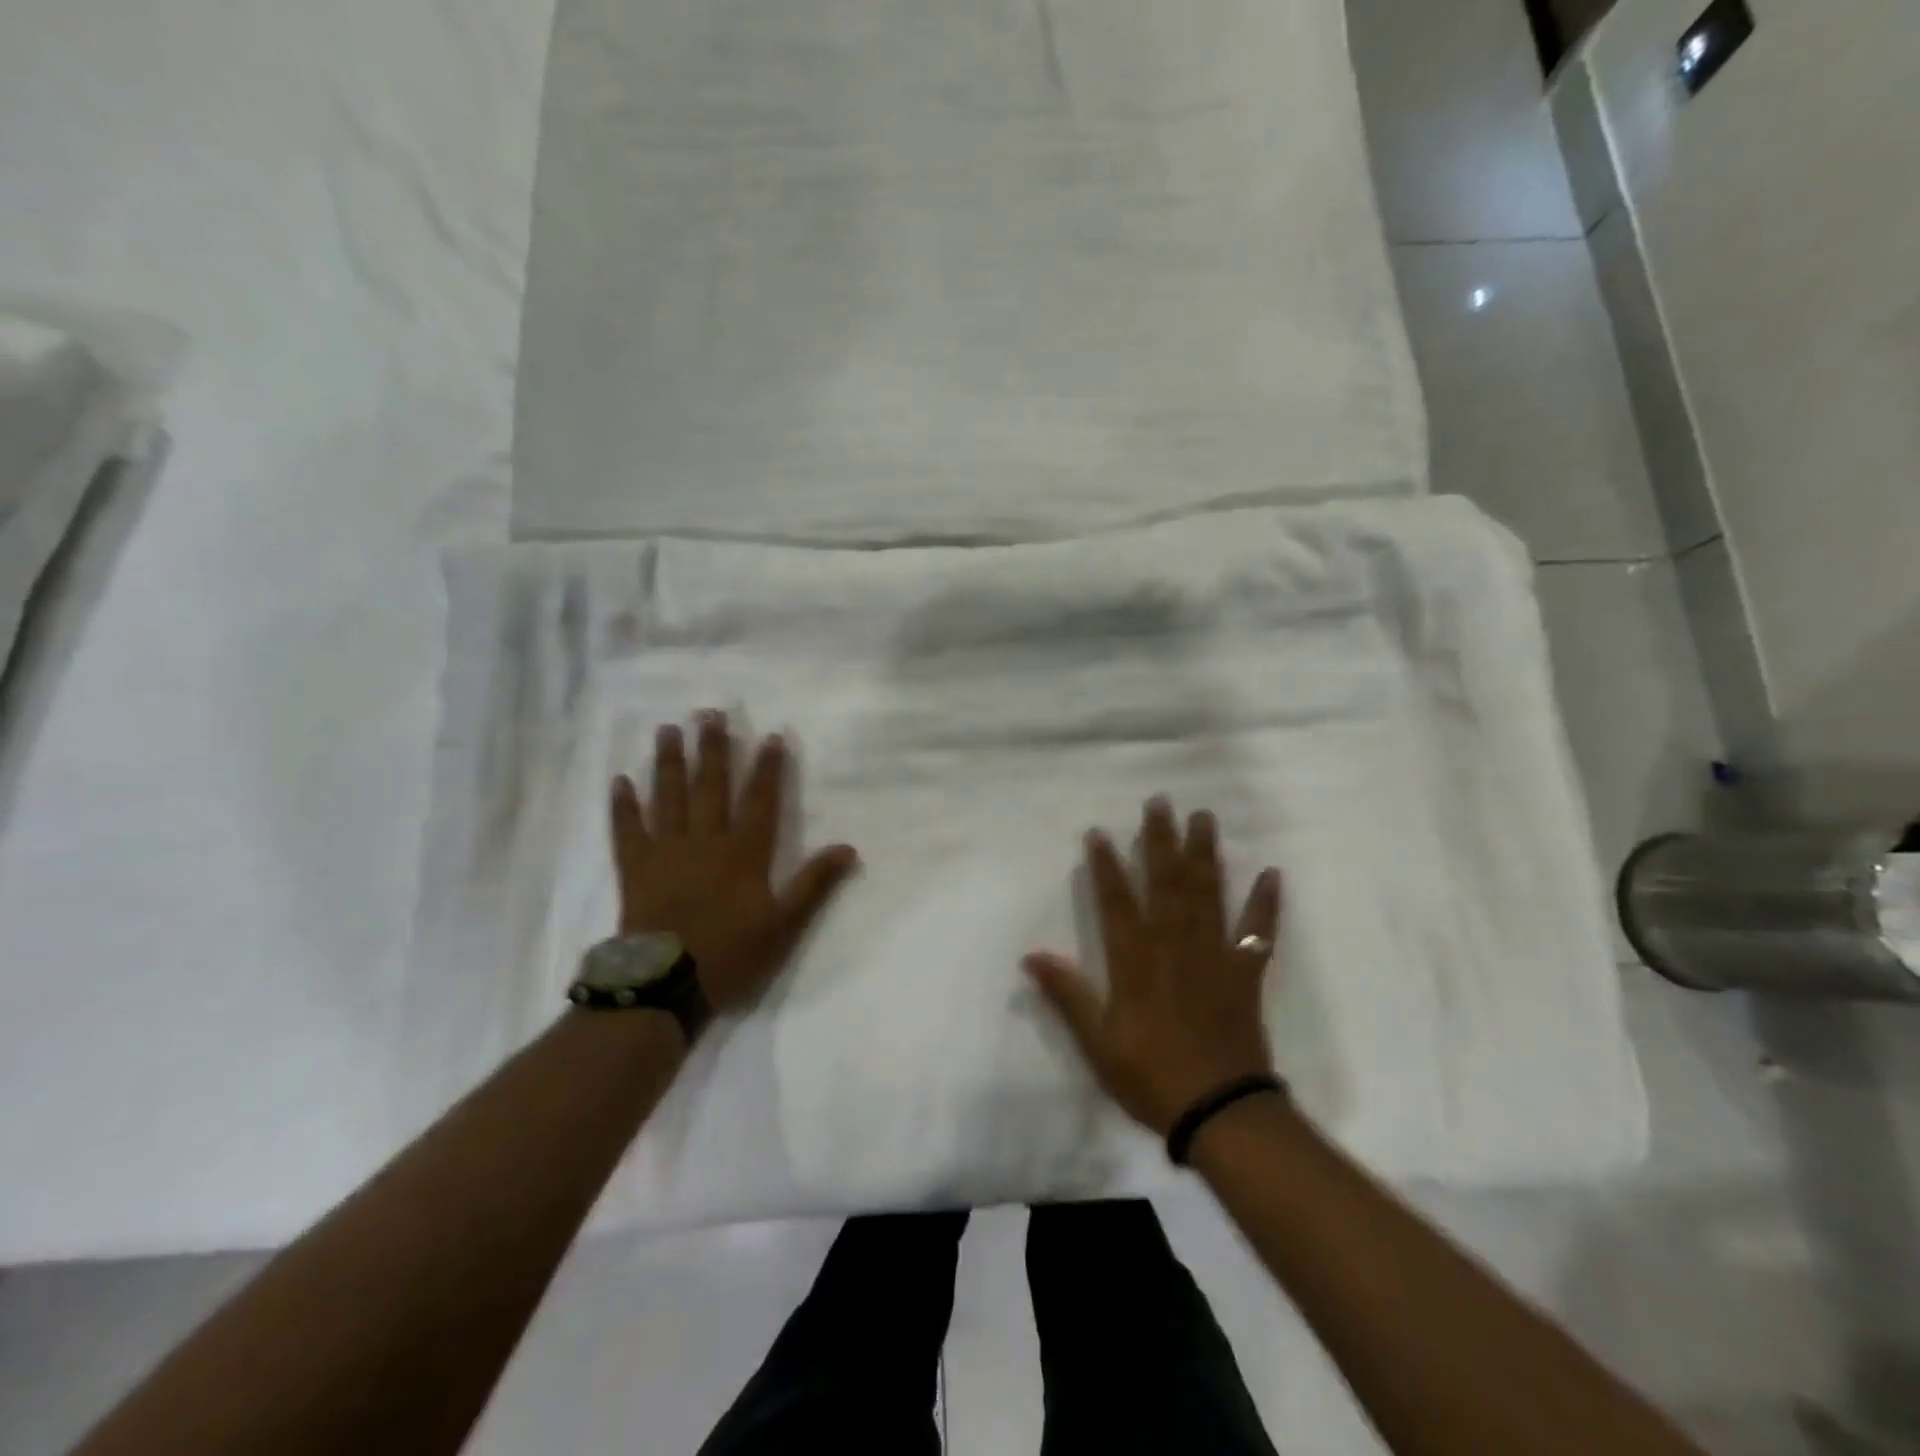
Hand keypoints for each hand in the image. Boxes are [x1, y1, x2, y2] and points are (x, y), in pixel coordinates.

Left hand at [610, 712, 859, 1013]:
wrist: (665, 985)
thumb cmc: (730, 954)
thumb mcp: (784, 925)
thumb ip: (814, 884)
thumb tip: (849, 848)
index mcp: (743, 853)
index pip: (760, 800)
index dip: (767, 768)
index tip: (770, 736)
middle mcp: (705, 841)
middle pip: (711, 786)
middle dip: (714, 749)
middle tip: (710, 712)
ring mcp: (666, 851)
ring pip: (668, 797)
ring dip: (669, 762)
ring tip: (668, 729)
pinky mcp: (635, 868)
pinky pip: (627, 830)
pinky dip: (623, 806)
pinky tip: (619, 781)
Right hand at [1024, 797, 1282, 1135]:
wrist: (1221, 1113)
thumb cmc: (1151, 1077)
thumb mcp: (1097, 1042)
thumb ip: (1068, 995)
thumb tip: (1032, 955)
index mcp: (1136, 961)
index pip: (1117, 902)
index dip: (1107, 866)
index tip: (1100, 832)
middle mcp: (1175, 946)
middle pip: (1167, 883)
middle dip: (1161, 840)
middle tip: (1161, 801)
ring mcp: (1215, 956)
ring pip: (1208, 894)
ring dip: (1206, 854)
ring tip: (1204, 818)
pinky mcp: (1246, 974)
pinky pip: (1259, 932)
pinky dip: (1266, 903)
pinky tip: (1271, 873)